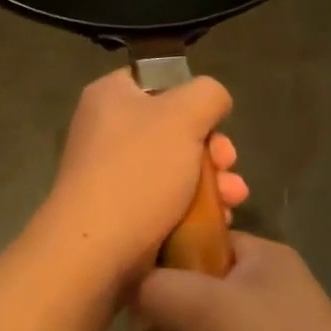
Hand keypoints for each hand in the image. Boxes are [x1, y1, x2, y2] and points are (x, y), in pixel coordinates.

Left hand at [37, 68, 249, 281]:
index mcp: (111, 96)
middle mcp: (107, 129)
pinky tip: (219, 219)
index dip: (193, 98)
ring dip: (213, 180)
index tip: (215, 122)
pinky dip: (194, 206)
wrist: (96, 250)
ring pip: (177, 166)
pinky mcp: (122, 210)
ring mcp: (112, 172)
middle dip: (213, 148)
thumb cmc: (138, 171)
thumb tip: (212, 102)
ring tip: (234, 198)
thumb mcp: (183, 116)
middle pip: (175, 127)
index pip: (159, 80)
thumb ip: (207, 95)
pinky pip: (166, 199)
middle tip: (229, 163)